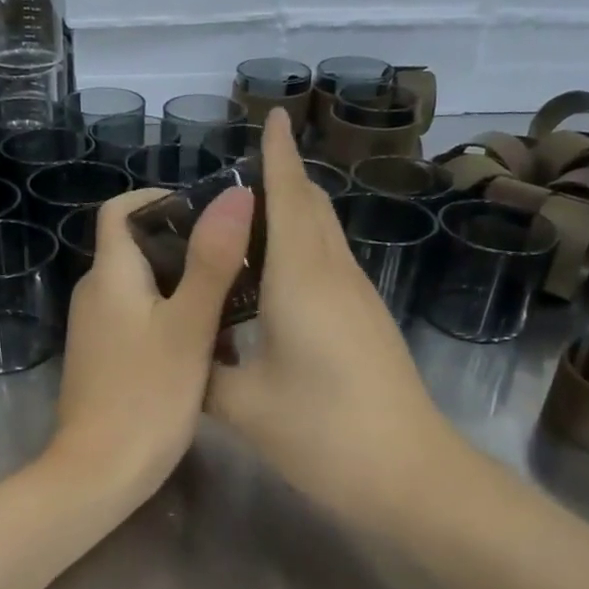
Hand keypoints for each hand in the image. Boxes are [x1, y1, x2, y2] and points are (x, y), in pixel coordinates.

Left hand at [47, 183, 254, 507]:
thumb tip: (233, 194)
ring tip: (233, 296)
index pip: (119, 211)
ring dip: (183, 283)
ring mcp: (96, 330)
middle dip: (184, 244)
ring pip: (142, 286)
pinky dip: (170, 316)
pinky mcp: (104, 359)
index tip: (206, 210)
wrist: (98, 473)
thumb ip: (211, 260)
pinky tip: (207, 340)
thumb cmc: (147, 397)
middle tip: (236, 256)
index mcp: (110, 276)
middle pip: (135, 247)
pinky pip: (138, 319)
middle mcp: (95, 294)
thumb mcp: (188, 327)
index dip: (158, 199)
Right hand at [207, 111, 462, 531]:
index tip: (271, 115)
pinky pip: (329, 265)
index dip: (277, 155)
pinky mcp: (367, 322)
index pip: (287, 198)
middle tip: (235, 175)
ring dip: (292, 215)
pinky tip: (273, 276)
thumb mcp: (244, 405)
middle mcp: (334, 275)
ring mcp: (359, 298)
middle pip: (311, 209)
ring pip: (323, 236)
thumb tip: (179, 353)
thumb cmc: (323, 432)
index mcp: (301, 279)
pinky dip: (301, 250)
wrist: (410, 474)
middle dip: (282, 179)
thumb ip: (203, 371)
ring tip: (245, 221)